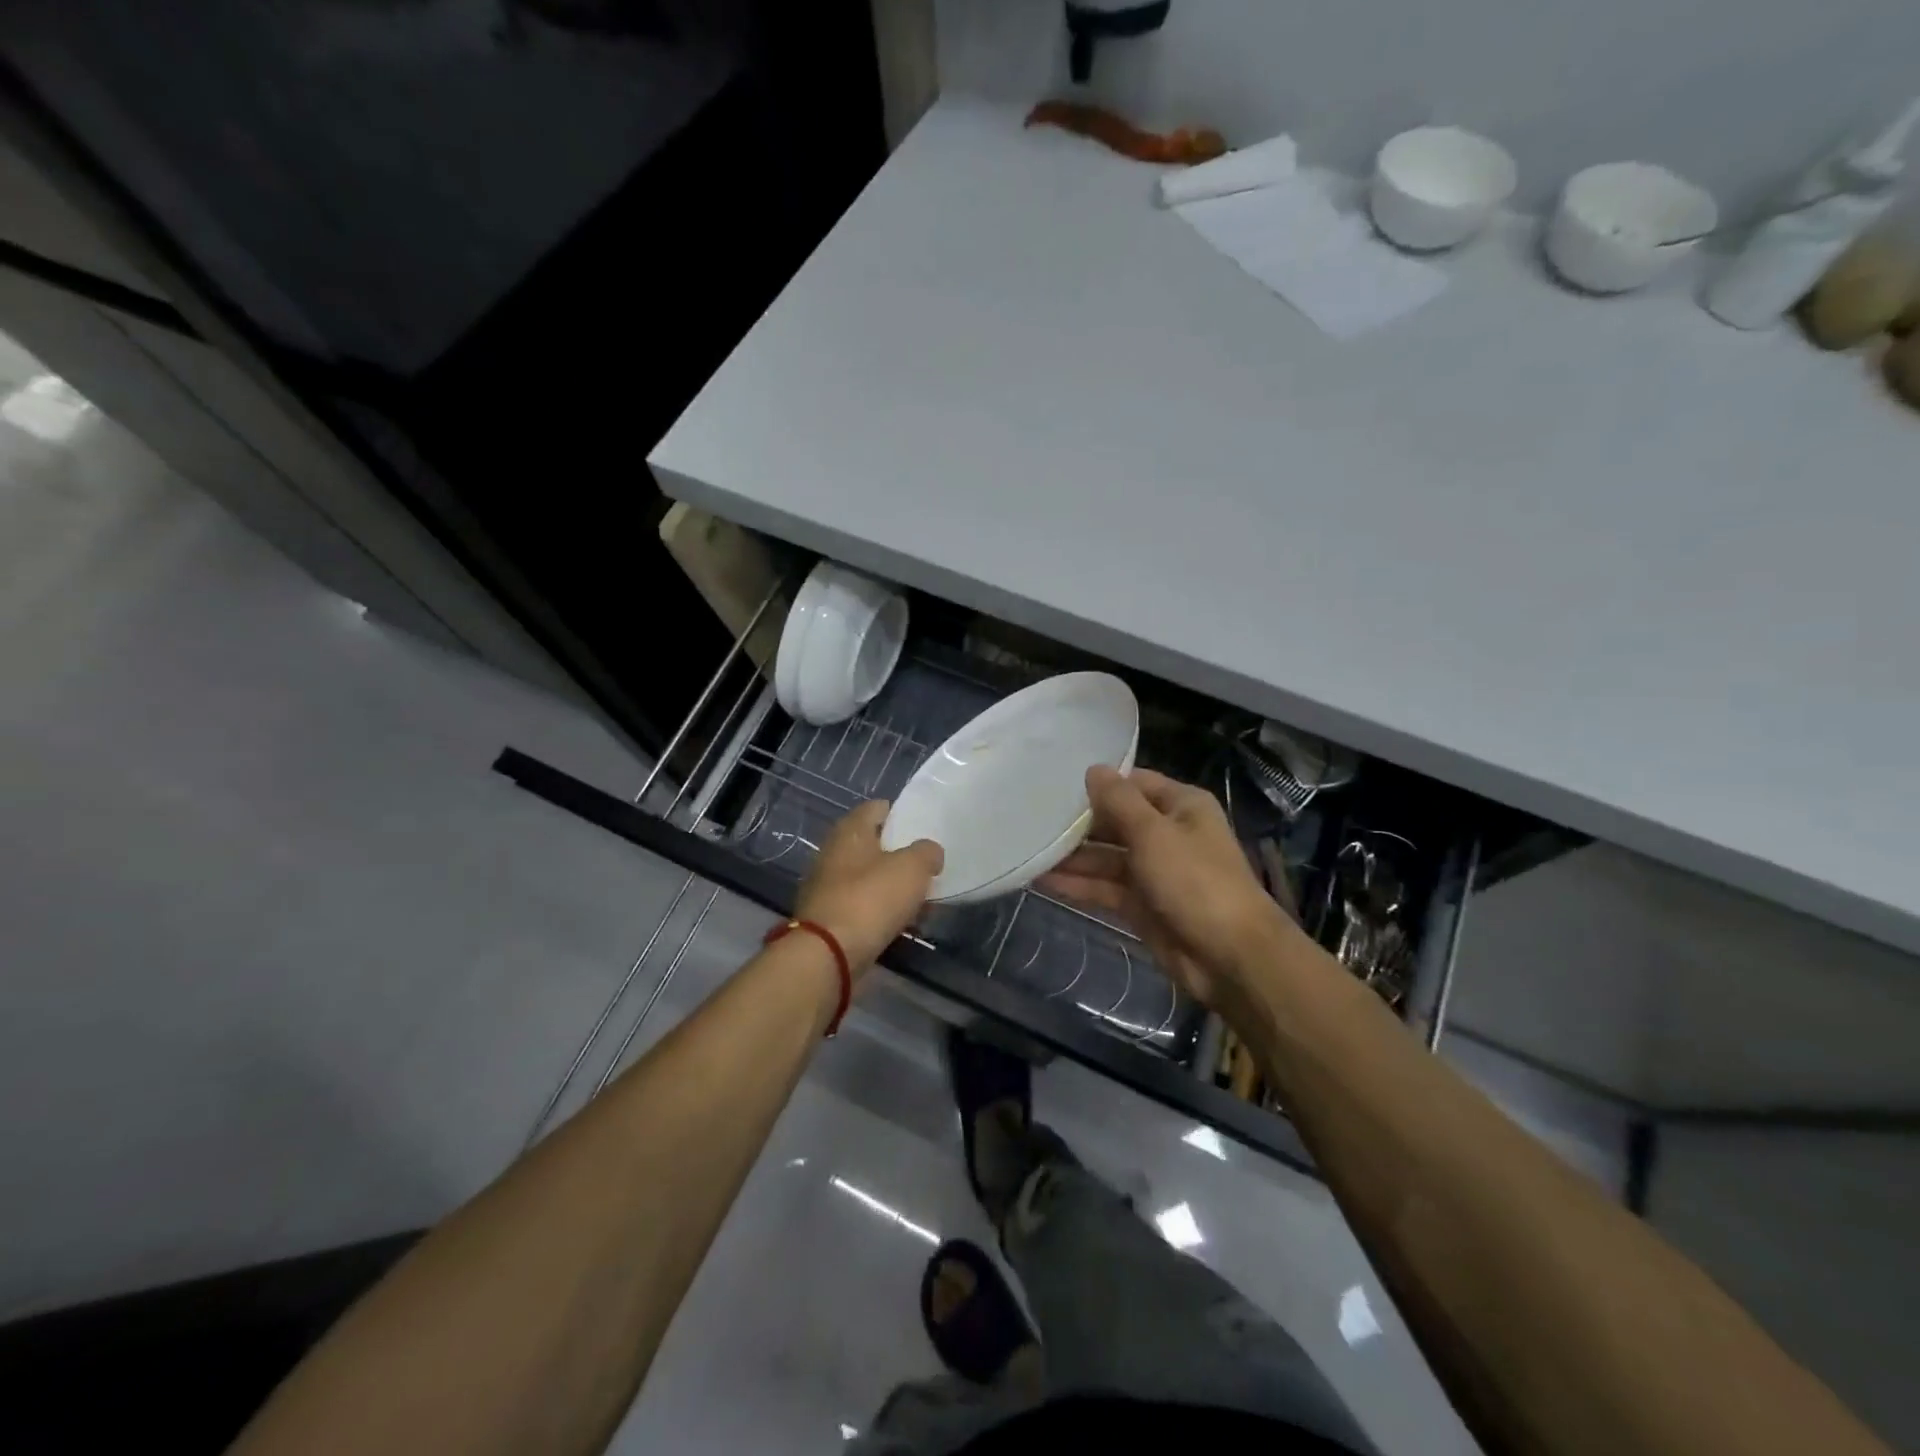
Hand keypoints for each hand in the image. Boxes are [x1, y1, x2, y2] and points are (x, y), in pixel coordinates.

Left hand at [795, 801, 943, 974]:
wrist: (828, 954)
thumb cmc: (871, 898)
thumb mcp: (913, 868)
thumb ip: (927, 852)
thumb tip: (929, 853)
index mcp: (850, 830)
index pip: (877, 808)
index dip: (900, 814)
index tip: (922, 829)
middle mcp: (833, 852)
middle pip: (872, 844)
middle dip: (898, 854)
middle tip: (925, 866)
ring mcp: (826, 886)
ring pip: (867, 877)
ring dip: (890, 886)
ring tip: (919, 898)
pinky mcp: (828, 917)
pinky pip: (861, 905)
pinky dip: (879, 910)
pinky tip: (900, 922)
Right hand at [1039, 767, 1294, 1007]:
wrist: (1230, 957)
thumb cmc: (1195, 881)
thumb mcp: (1154, 833)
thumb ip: (1119, 802)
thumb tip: (1093, 769)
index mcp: (1181, 807)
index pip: (1134, 784)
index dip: (1099, 784)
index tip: (1056, 783)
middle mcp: (1167, 834)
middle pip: (1115, 822)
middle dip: (1078, 823)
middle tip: (1031, 817)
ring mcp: (1153, 872)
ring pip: (1106, 858)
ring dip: (1072, 857)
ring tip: (1028, 850)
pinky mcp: (1142, 906)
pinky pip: (1104, 889)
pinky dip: (1077, 885)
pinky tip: (1041, 881)